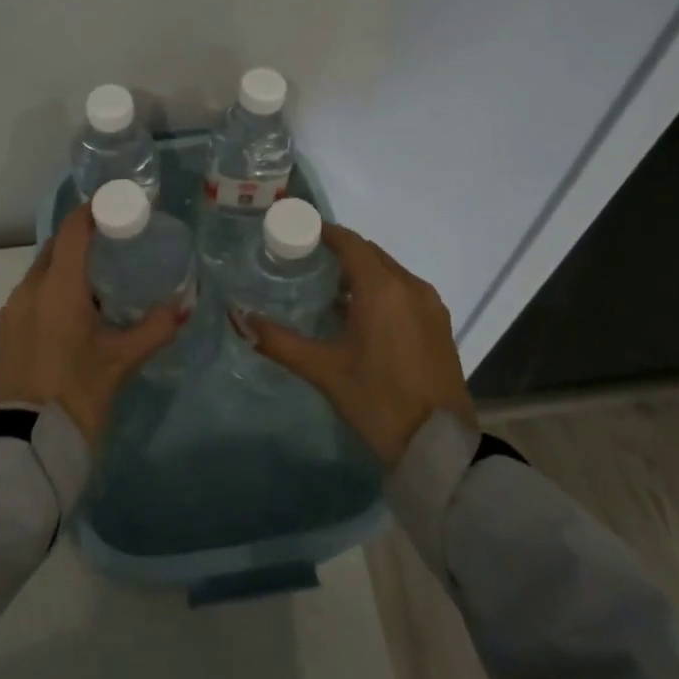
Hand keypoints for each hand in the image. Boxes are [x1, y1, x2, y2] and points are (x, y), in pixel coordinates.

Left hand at [0, 205, 184, 446]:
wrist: (23, 447)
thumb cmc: (76, 394)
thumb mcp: (120, 361)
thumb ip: (154, 329)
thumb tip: (183, 308)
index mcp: (57, 287)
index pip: (73, 229)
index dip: (93, 210)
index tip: (116, 204)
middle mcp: (29, 289)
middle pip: (55, 248)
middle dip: (82, 239)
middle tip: (115, 243)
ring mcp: (12, 311)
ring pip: (41, 273)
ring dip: (66, 268)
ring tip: (99, 281)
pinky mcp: (5, 333)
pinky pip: (31, 296)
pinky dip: (53, 291)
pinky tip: (74, 314)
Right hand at [240, 224, 477, 466]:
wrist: (439, 447)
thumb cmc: (378, 401)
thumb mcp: (323, 370)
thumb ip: (279, 341)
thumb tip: (239, 318)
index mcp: (382, 289)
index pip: (350, 242)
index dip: (323, 232)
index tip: (296, 231)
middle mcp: (410, 286)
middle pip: (370, 253)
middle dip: (340, 253)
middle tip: (306, 262)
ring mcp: (430, 305)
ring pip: (389, 272)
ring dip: (361, 273)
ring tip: (330, 294)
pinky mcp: (439, 324)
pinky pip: (405, 290)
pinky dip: (381, 291)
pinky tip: (361, 318)